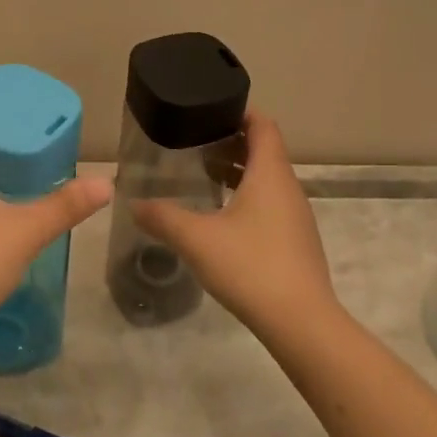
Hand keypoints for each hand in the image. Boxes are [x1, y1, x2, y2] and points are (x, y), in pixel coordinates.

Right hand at [134, 113, 337, 336]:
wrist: (302, 324)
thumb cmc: (250, 266)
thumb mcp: (196, 239)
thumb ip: (162, 217)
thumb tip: (134, 203)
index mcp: (270, 173)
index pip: (263, 125)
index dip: (238, 113)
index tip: (208, 113)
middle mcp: (288, 188)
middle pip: (264, 150)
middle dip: (231, 143)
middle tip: (195, 144)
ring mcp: (296, 216)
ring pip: (268, 179)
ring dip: (239, 172)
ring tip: (203, 177)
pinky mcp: (296, 242)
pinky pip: (271, 204)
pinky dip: (248, 198)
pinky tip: (222, 218)